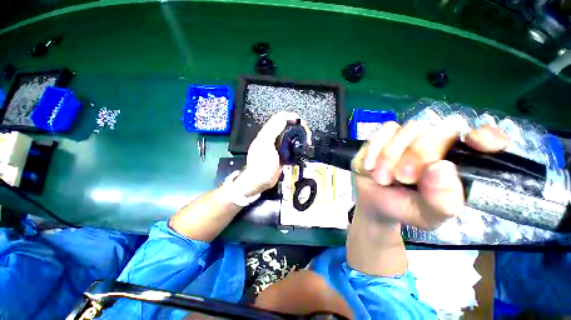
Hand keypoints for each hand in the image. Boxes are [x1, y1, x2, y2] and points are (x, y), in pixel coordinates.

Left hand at [234, 112, 309, 196]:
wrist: (260, 180)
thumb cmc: (260, 164)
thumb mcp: (265, 145)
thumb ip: (272, 130)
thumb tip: (283, 118)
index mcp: (266, 134)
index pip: (279, 118)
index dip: (290, 116)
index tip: (300, 120)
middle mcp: (272, 138)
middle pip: (286, 126)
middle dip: (296, 125)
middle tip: (305, 129)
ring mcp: (277, 147)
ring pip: (289, 135)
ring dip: (298, 134)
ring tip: (306, 136)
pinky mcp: (282, 154)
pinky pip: (291, 146)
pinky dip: (297, 144)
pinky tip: (301, 146)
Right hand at [352, 120, 508, 228]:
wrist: (373, 203)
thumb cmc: (404, 209)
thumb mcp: (427, 215)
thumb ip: (442, 200)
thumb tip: (441, 168)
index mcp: (458, 165)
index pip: (488, 140)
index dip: (488, 136)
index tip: (475, 142)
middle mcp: (438, 145)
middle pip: (438, 131)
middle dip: (417, 155)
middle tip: (402, 178)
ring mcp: (410, 137)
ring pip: (409, 128)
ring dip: (390, 155)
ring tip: (381, 178)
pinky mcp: (385, 136)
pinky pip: (384, 130)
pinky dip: (374, 148)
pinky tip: (369, 165)